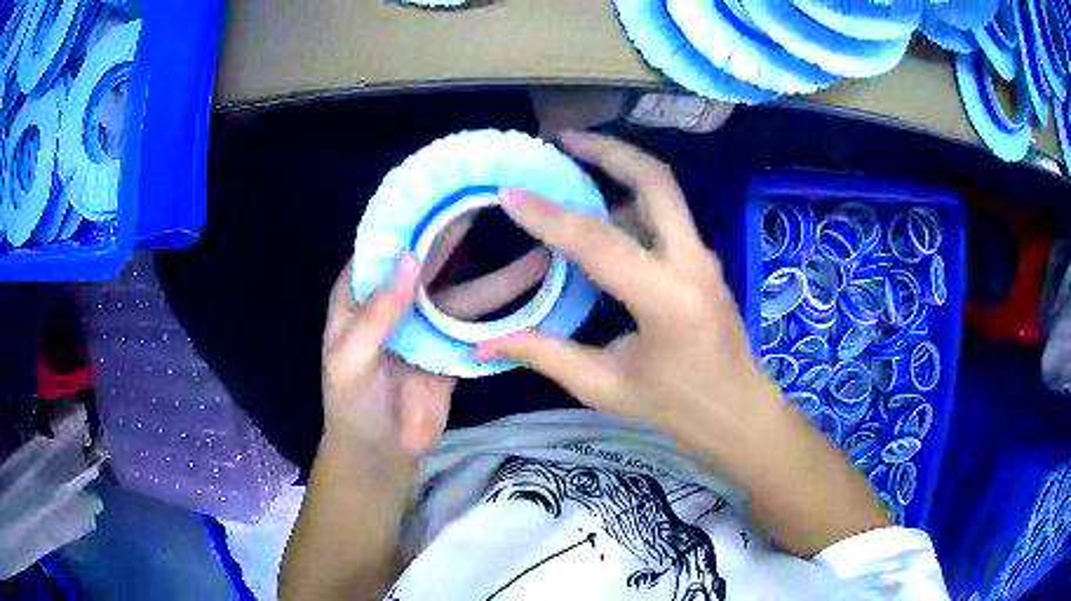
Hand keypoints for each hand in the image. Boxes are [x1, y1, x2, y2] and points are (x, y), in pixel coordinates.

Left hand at [322, 218, 548, 457]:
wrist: (381, 453)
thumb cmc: (352, 404)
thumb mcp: (350, 360)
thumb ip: (376, 314)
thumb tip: (409, 257)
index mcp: (363, 294)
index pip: (387, 244)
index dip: (413, 216)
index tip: (448, 188)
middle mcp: (398, 300)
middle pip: (433, 260)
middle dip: (462, 233)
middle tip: (498, 203)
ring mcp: (430, 324)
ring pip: (467, 292)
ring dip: (500, 276)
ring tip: (540, 251)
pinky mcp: (454, 349)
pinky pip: (481, 326)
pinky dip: (505, 313)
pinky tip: (534, 296)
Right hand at [475, 131, 778, 465]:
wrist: (739, 411)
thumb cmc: (676, 408)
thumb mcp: (604, 387)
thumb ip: (544, 355)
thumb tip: (482, 346)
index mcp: (666, 300)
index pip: (599, 242)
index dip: (549, 216)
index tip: (509, 194)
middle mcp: (691, 264)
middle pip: (655, 180)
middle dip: (608, 150)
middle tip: (563, 139)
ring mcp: (703, 256)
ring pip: (664, 191)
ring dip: (620, 170)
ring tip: (573, 167)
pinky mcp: (703, 259)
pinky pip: (666, 214)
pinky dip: (631, 199)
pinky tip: (601, 212)